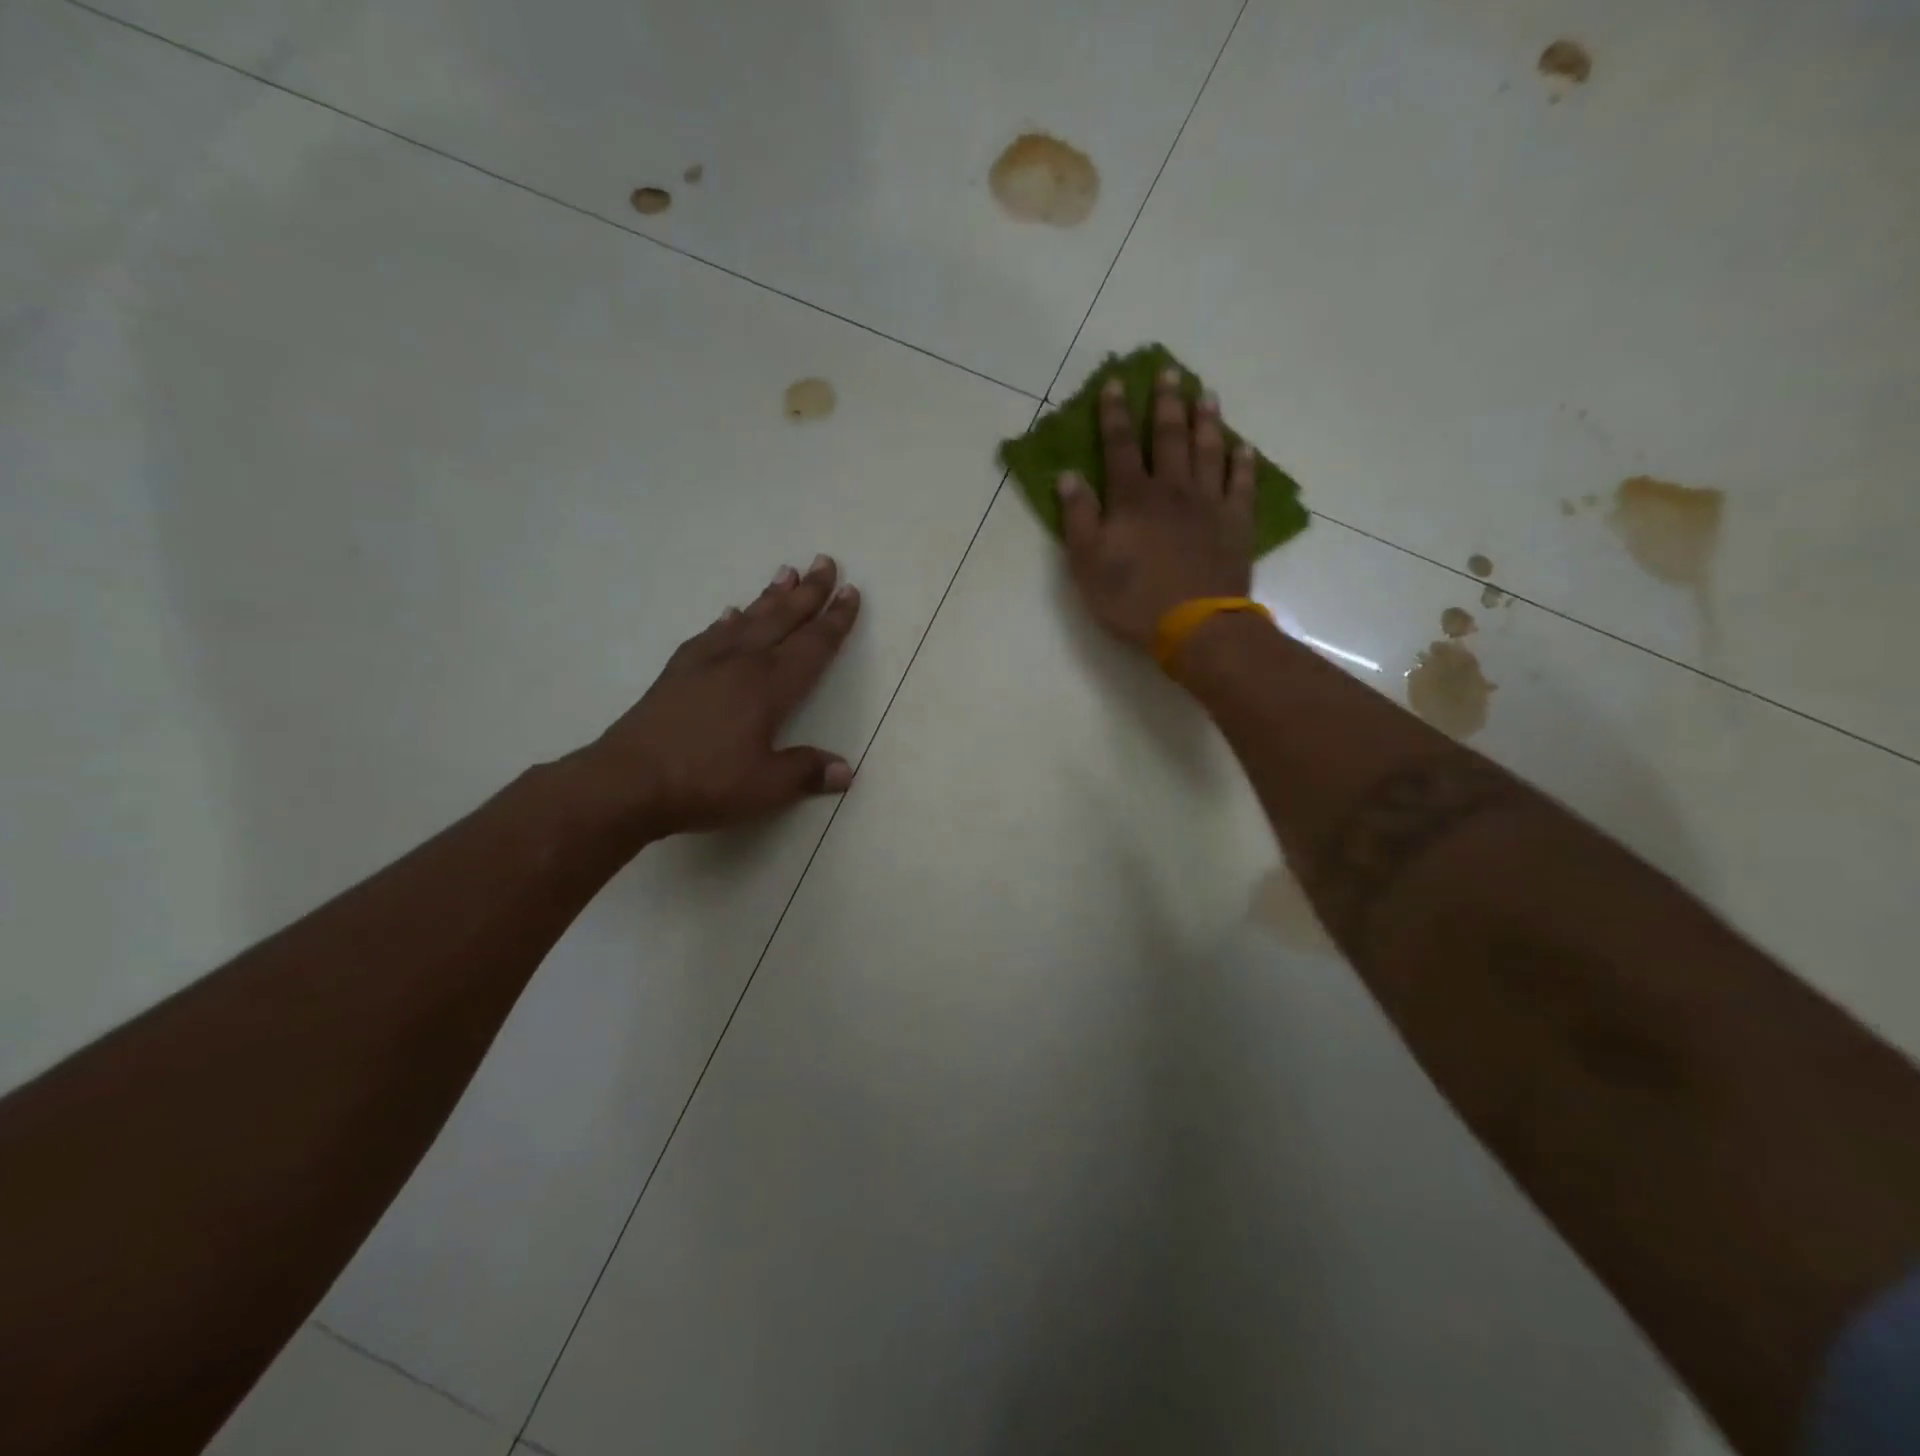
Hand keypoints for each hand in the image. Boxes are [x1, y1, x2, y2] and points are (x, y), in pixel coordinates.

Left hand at [582, 555, 860, 839]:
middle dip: (808, 592)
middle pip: (782, 619)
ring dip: (770, 596)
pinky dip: (727, 621)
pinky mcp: (678, 671)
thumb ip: (807, 772)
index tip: (851, 592)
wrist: (629, 781)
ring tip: (786, 572)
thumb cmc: (705, 783)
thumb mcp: (766, 787)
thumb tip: (846, 770)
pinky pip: (710, 634)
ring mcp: (706, 663)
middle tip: (825, 562)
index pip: (813, 646)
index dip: (835, 620)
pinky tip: (731, 613)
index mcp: (770, 687)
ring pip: (747, 619)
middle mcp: (742, 664)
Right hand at [1057, 367, 1255, 651]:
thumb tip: (1067, 476)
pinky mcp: (1236, 524)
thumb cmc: (1133, 599)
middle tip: (1170, 371)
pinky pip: (1241, 485)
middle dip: (1166, 403)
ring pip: (1209, 451)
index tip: (1115, 383)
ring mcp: (1209, 504)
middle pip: (1169, 437)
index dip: (1114, 414)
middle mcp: (1172, 489)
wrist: (1195, 626)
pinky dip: (1243, 464)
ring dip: (1206, 421)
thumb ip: (1077, 518)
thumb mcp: (1088, 564)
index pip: (1119, 446)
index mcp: (1132, 498)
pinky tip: (1244, 448)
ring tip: (1206, 395)